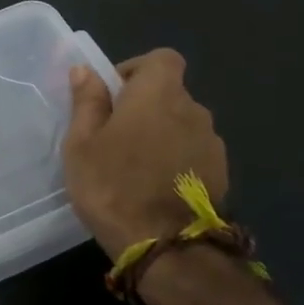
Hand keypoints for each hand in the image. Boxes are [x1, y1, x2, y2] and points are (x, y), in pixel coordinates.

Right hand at [63, 48, 228, 258]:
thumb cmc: (112, 186)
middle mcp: (193, 110)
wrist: (165, 246)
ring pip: (182, 125)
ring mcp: (212, 143)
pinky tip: (155, 187)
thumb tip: (86, 71)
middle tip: (114, 137)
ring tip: (134, 167)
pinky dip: (176, 160)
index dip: (137, 69)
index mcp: (158, 94)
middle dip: (144, 107)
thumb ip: (87, 102)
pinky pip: (193, 152)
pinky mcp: (222, 173)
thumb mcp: (81, 143)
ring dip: (161, 135)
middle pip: (170, 94)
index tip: (113, 95)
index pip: (161, 58)